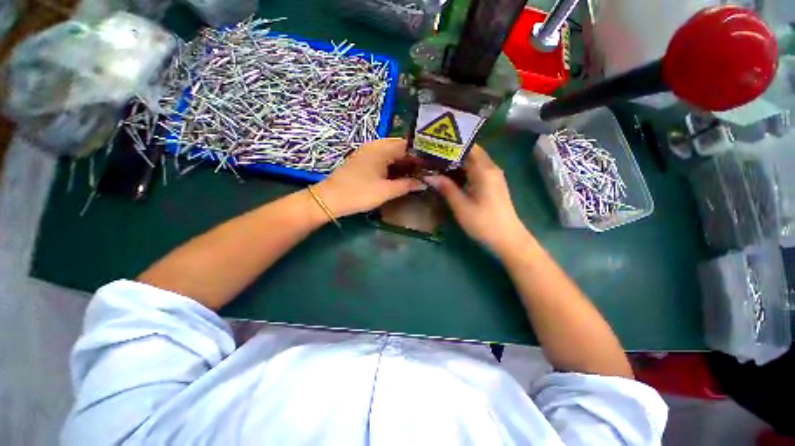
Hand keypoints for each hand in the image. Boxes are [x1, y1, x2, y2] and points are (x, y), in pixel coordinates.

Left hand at [313, 138, 423, 216]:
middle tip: (425, 171)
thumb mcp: (386, 191)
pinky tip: (399, 175)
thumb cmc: (359, 193)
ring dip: (403, 163)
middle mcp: (375, 146)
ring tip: (416, 174)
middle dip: (413, 159)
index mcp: (381, 149)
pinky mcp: (363, 160)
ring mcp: (367, 152)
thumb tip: (424, 183)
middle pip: (400, 148)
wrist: (330, 199)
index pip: (407, 145)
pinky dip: (393, 166)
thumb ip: (407, 185)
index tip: (431, 164)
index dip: (421, 154)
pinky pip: (383, 159)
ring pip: (391, 153)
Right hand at [425, 145, 529, 252]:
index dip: (451, 145)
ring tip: (438, 163)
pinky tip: (452, 175)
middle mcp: (491, 168)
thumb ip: (446, 188)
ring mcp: (494, 176)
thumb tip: (428, 175)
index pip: (468, 147)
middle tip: (433, 154)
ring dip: (458, 161)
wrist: (507, 238)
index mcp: (484, 170)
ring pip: (474, 161)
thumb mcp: (461, 206)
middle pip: (471, 152)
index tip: (434, 145)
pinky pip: (477, 170)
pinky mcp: (493, 184)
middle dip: (452, 152)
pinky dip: (464, 169)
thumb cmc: (483, 222)